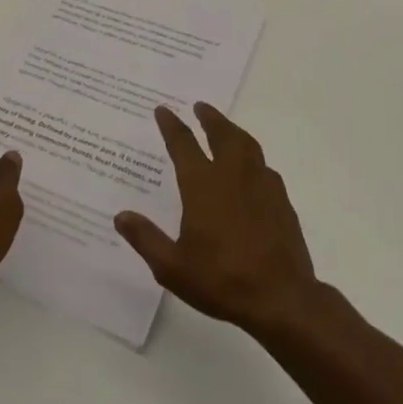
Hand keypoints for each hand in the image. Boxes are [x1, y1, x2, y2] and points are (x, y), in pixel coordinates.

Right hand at [115, 103, 319, 334]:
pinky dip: (253, 157)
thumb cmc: (221, 280)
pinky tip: (252, 168)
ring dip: (233, 131)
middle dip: (209, 118)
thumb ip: (146, 238)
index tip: (163, 110)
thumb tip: (121, 216)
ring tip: (225, 127)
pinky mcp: (281, 200)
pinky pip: (264, 166)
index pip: (183, 145)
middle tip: (200, 106)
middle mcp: (233, 175)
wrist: (281, 297)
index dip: (172, 125)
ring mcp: (261, 185)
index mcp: (203, 185)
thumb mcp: (172, 267)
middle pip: (221, 134)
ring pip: (247, 145)